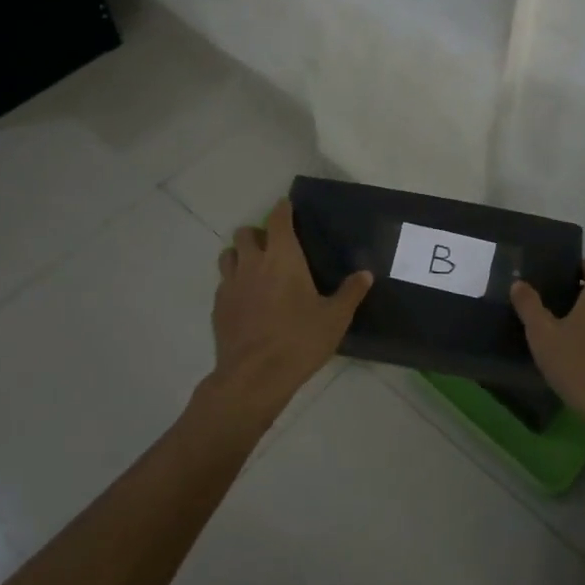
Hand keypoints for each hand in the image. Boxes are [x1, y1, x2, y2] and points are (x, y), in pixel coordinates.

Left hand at [207, 198, 372, 421]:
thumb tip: (366, 274)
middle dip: (258, 233)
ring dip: (240, 254)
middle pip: (246, 233)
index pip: (277, 219)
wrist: (253, 377)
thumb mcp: (334, 318)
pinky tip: (246, 299)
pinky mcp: (218, 307)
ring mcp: (231, 285)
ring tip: (255, 268)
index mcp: (283, 257)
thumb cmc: (299, 341)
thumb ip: (350, 293)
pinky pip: (223, 284)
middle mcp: (253, 263)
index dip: (282, 209)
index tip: (287, 207)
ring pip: (228, 255)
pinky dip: (233, 283)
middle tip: (273, 246)